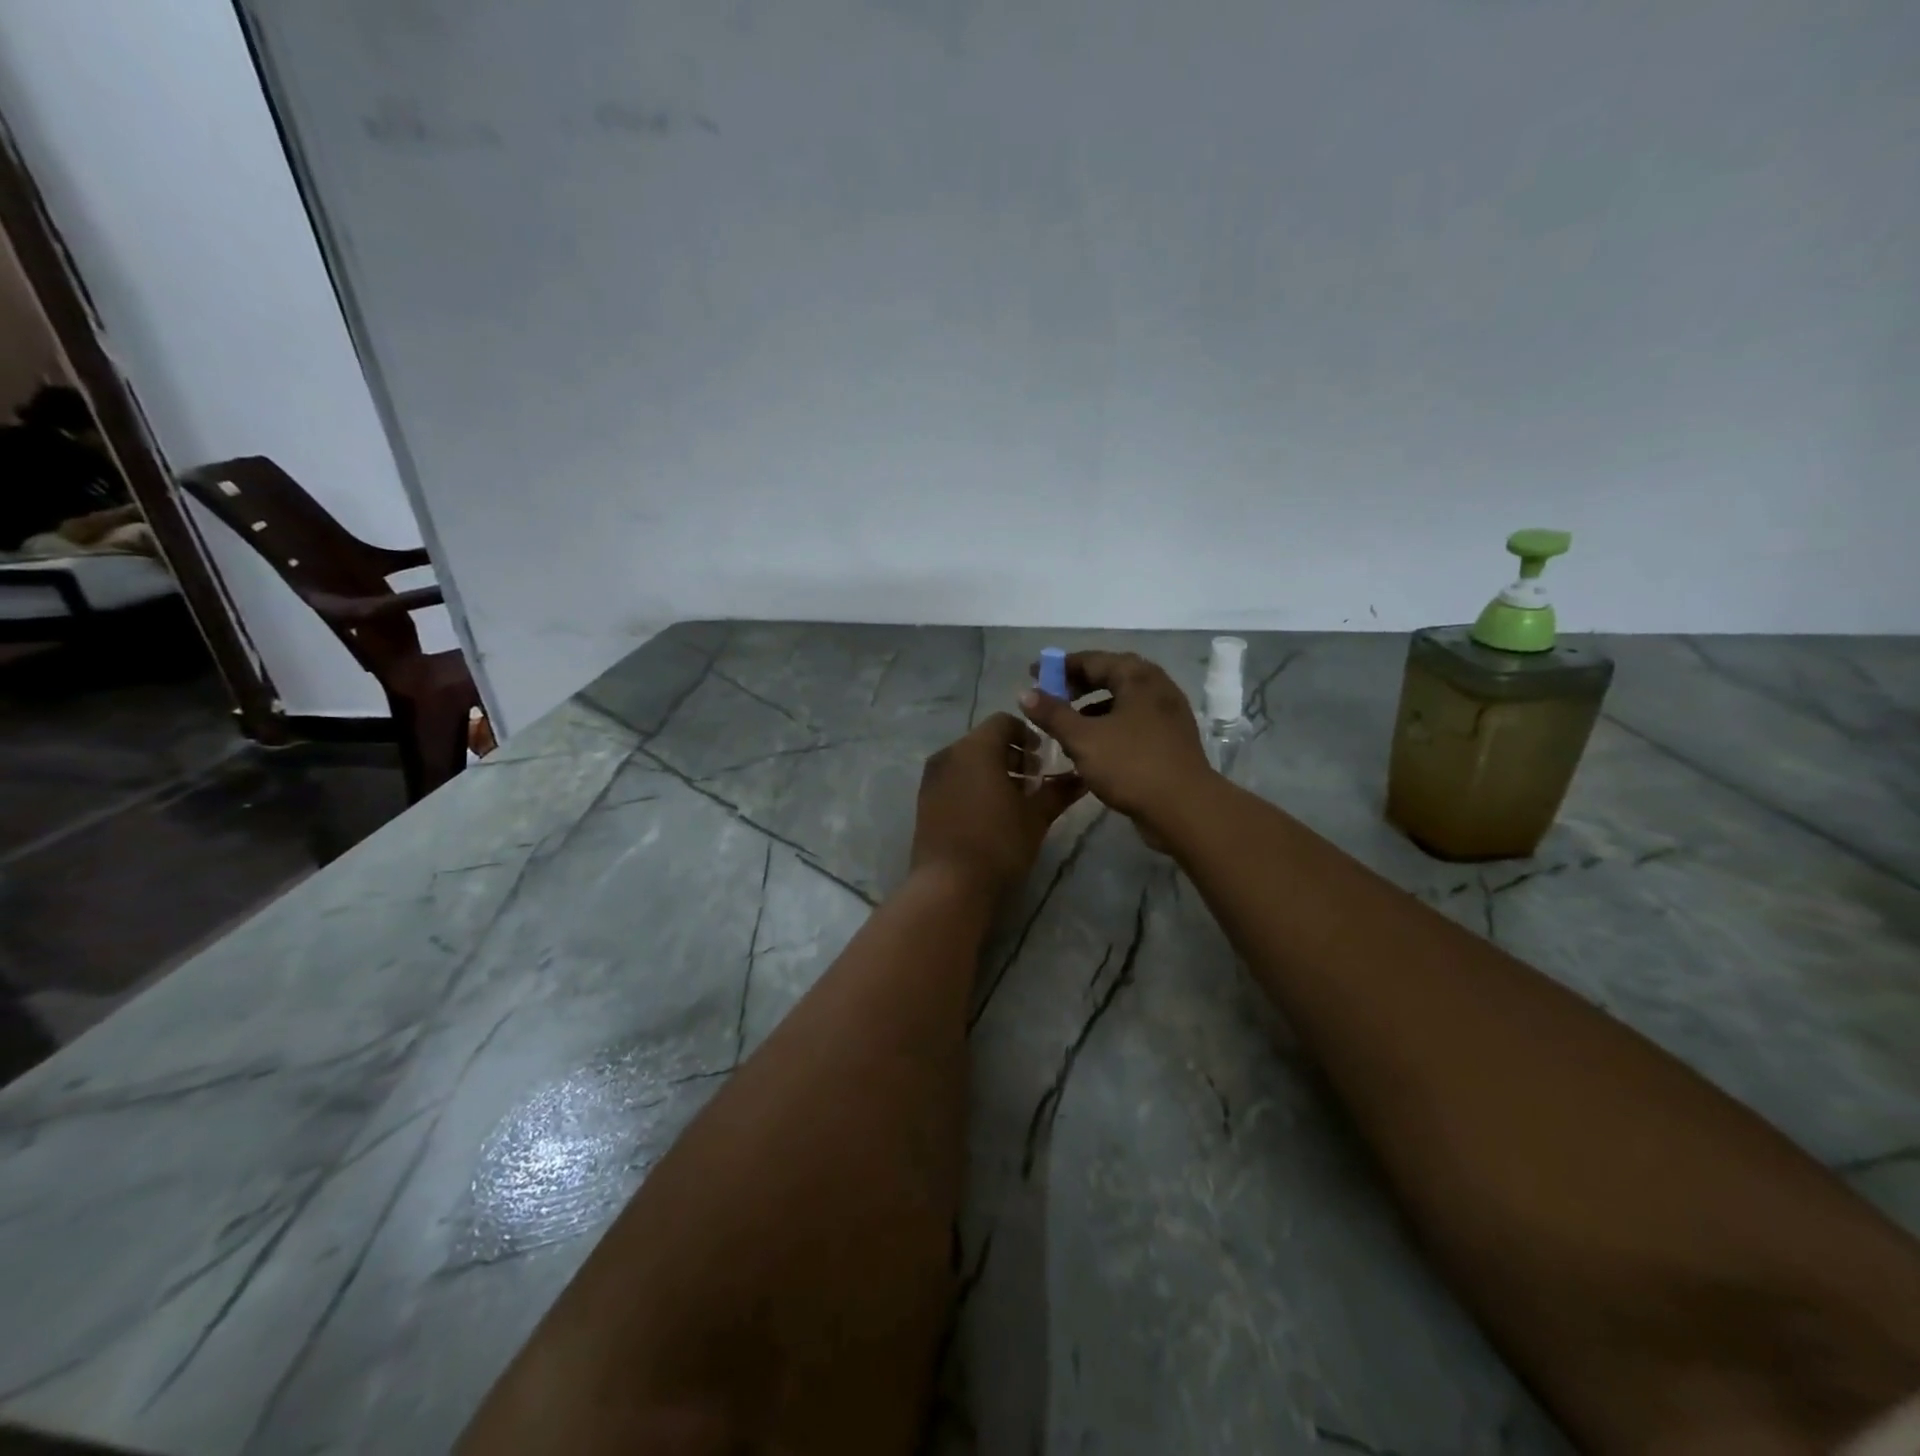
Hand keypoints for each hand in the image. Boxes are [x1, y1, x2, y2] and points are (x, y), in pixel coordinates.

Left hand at [910, 713, 1084, 899]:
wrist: (949, 884)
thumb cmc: (999, 842)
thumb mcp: (1036, 816)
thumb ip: (1058, 791)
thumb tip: (1083, 777)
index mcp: (976, 748)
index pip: (1003, 722)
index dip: (1027, 734)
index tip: (1042, 757)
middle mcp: (949, 755)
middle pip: (984, 741)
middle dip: (1011, 755)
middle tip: (1033, 781)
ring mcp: (932, 778)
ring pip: (967, 761)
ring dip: (992, 771)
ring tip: (1014, 800)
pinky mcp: (924, 801)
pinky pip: (953, 780)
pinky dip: (973, 785)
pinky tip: (989, 814)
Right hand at [1020, 652, 1214, 838]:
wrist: (1184, 808)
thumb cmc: (1131, 765)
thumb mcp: (1083, 738)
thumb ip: (1052, 714)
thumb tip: (1025, 693)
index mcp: (1138, 677)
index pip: (1092, 660)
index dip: (1060, 666)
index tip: (1033, 674)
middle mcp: (1157, 687)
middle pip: (1111, 676)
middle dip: (1077, 685)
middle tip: (1050, 697)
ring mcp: (1167, 714)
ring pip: (1122, 701)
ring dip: (1092, 707)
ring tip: (1066, 724)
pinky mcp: (1170, 739)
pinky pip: (1133, 722)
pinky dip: (1109, 725)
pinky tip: (1092, 746)